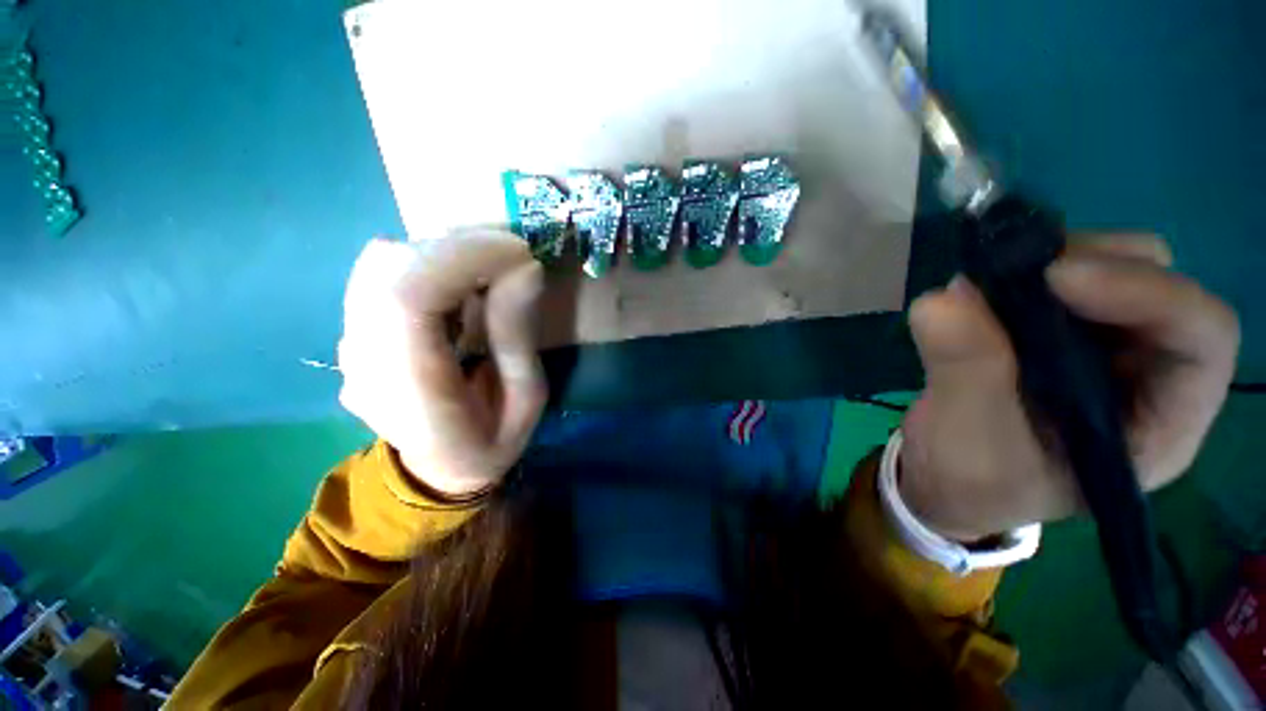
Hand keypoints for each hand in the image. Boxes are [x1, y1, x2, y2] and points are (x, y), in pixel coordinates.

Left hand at [337, 232, 546, 496]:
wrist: (437, 469)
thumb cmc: (490, 443)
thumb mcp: (527, 401)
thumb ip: (518, 336)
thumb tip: (526, 270)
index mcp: (410, 390)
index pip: (407, 296)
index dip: (463, 258)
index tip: (519, 253)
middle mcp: (363, 360)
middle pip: (391, 268)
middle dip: (462, 249)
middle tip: (513, 262)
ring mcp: (349, 343)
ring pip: (383, 262)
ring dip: (445, 255)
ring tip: (489, 277)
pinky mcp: (354, 330)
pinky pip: (382, 273)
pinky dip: (427, 265)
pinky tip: (458, 290)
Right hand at [900, 235, 1239, 540]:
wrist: (943, 478)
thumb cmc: (969, 480)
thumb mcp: (968, 439)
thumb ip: (964, 372)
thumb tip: (940, 300)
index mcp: (1156, 424)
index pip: (1201, 340)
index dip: (1148, 293)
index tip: (1056, 279)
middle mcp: (1146, 376)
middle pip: (1162, 286)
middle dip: (1095, 265)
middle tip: (1015, 270)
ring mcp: (1103, 348)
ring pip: (1114, 268)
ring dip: (1052, 261)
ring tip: (985, 283)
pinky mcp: (1058, 333)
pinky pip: (1059, 279)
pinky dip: (1021, 272)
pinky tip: (979, 291)